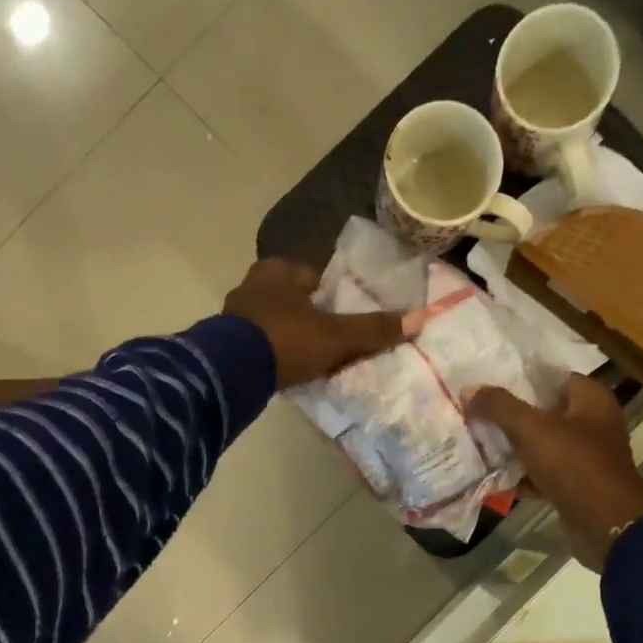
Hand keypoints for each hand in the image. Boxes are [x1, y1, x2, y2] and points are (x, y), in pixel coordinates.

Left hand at [224, 259, 413, 389]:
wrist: (230, 372)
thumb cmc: (286, 340)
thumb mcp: (336, 336)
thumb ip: (373, 330)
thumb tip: (420, 318)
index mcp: (278, 270)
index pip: (312, 275)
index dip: (330, 294)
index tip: (343, 315)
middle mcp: (252, 284)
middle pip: (290, 297)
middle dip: (307, 314)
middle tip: (328, 338)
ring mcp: (233, 314)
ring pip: (271, 320)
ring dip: (287, 334)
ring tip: (308, 357)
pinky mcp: (222, 342)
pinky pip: (255, 342)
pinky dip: (270, 352)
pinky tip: (283, 368)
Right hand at [466, 374, 642, 570]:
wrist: (606, 526)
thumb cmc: (574, 465)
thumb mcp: (531, 429)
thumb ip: (499, 406)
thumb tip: (469, 390)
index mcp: (591, 399)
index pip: (551, 377)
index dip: (519, 379)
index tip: (487, 383)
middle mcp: (593, 423)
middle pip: (544, 412)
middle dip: (509, 416)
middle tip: (475, 414)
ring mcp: (586, 457)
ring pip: (542, 445)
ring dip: (512, 449)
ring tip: (477, 445)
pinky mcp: (577, 486)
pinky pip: (544, 474)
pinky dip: (522, 477)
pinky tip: (494, 480)